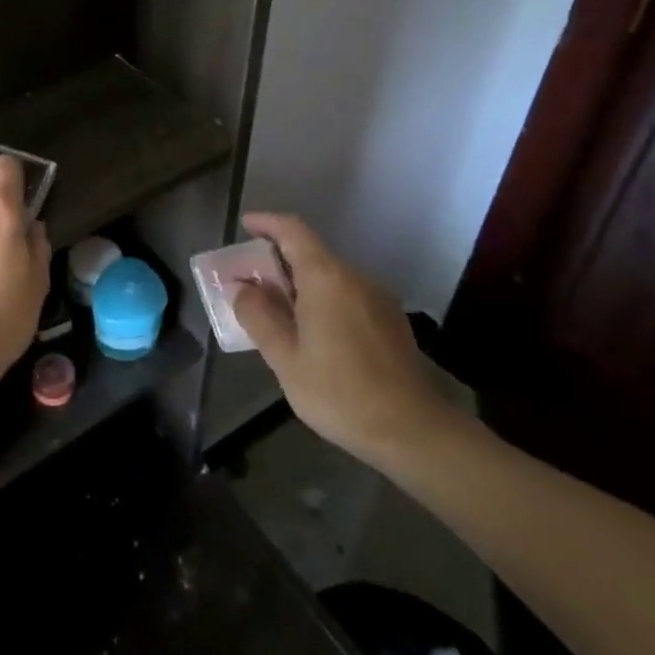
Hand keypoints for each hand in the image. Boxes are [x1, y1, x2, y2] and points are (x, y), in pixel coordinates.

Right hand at [232, 212, 455, 469]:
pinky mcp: (391, 322)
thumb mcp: (285, 358)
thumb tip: (241, 288)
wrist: (413, 432)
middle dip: (278, 261)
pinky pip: (347, 296)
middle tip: (250, 280)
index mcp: (326, 278)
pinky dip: (322, 300)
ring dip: (300, 284)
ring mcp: (377, 299)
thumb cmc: (339, 392)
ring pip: (330, 277)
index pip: (293, 231)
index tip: (245, 226)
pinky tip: (313, 333)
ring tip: (277, 311)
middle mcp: (354, 278)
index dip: (267, 223)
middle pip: (311, 254)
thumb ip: (258, 316)